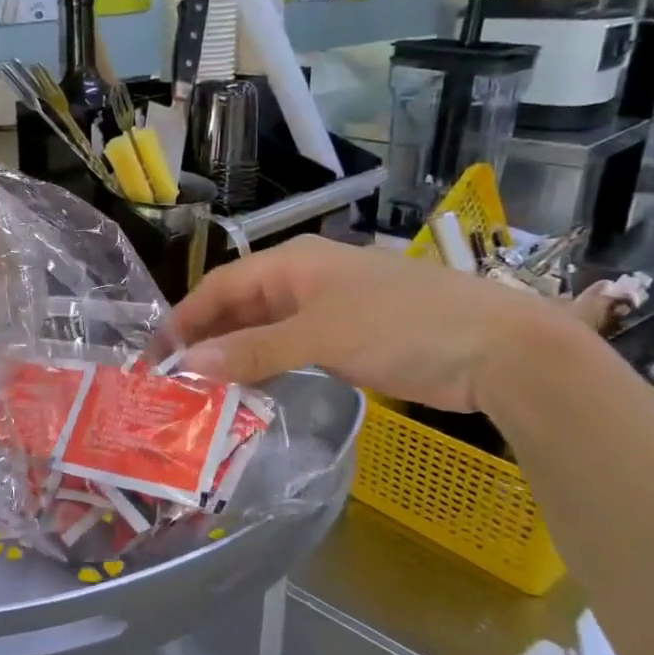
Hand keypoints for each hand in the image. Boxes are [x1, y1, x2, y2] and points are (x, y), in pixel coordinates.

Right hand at [163, 235, 553, 411]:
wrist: (498, 348)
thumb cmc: (402, 325)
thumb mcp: (319, 336)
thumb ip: (252, 350)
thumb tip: (188, 363)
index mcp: (292, 263)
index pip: (221, 285)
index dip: (186, 318)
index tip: (156, 354)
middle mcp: (304, 280)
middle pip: (239, 306)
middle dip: (207, 338)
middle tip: (174, 379)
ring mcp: (327, 310)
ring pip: (263, 330)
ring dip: (234, 356)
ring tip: (202, 391)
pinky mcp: (347, 339)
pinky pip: (290, 349)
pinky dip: (266, 367)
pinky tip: (249, 391)